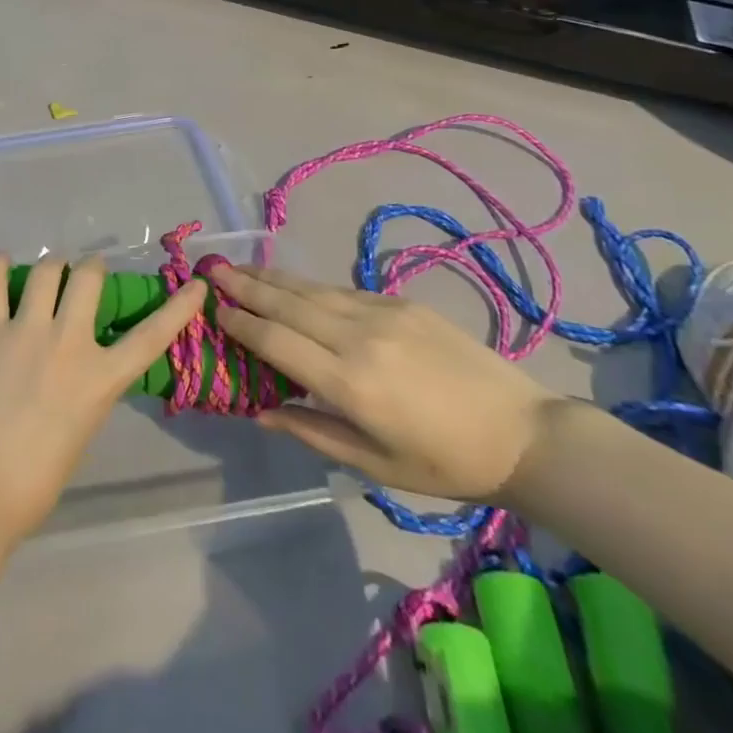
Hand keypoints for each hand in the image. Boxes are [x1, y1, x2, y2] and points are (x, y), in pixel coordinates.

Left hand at [0, 254, 209, 541]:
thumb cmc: (34, 483)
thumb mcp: (81, 432)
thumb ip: (86, 392)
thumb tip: (77, 371)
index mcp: (100, 379)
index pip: (151, 336)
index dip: (178, 308)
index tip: (196, 285)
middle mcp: (68, 342)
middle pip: (88, 277)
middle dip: (92, 267)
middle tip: (86, 274)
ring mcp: (26, 331)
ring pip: (45, 270)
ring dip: (51, 266)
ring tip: (48, 272)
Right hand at [210, 266, 558, 501]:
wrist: (523, 433)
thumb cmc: (445, 463)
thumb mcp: (375, 466)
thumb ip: (312, 431)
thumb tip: (259, 411)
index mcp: (351, 384)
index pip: (276, 342)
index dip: (240, 324)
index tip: (211, 311)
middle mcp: (358, 338)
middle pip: (286, 304)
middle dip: (243, 285)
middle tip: (209, 269)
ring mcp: (381, 313)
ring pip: (310, 288)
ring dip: (269, 276)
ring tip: (237, 266)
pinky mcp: (400, 302)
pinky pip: (340, 289)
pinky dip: (306, 284)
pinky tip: (289, 281)